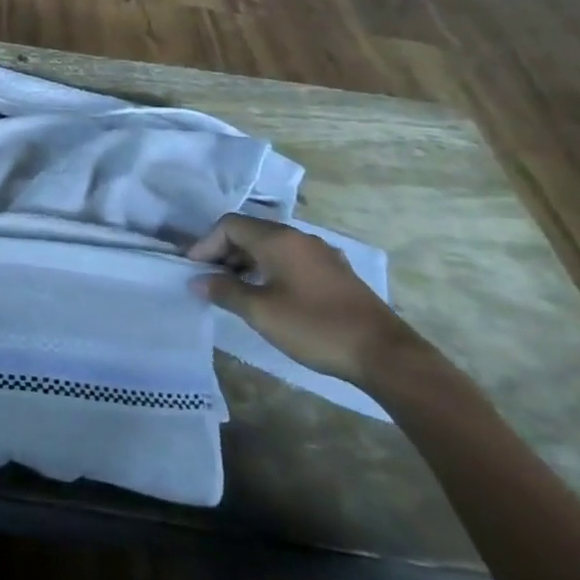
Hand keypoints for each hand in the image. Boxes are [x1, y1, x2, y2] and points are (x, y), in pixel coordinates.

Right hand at [187, 215, 419, 383]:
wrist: (385, 354)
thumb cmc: (315, 327)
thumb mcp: (261, 312)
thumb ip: (225, 291)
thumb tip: (197, 281)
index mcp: (278, 239)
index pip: (229, 225)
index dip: (206, 243)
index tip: (194, 269)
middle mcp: (299, 238)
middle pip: (250, 232)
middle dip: (225, 251)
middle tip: (210, 279)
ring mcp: (321, 254)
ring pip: (272, 246)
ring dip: (247, 261)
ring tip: (236, 289)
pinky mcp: (335, 273)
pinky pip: (291, 259)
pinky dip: (270, 269)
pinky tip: (270, 295)